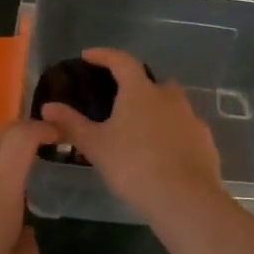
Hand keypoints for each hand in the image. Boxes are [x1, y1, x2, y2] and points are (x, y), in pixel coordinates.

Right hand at [39, 48, 228, 223]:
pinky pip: (185, 128)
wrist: (184, 198)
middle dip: (136, 87)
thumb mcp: (96, 146)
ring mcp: (191, 118)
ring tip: (140, 131)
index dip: (103, 55)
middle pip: (151, 82)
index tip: (88, 56)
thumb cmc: (133, 165)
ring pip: (172, 105)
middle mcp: (169, 97)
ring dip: (156, 110)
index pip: (121, 61)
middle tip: (119, 102)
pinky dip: (173, 133)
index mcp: (140, 91)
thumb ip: (72, 124)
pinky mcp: (205, 140)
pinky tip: (163, 153)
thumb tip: (48, 107)